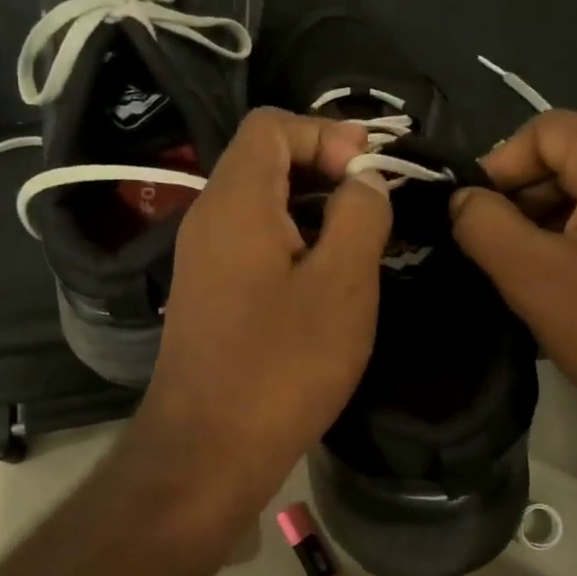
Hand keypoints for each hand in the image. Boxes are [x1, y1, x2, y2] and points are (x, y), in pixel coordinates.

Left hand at [136, 108, 392, 506]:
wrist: (207, 450)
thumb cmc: (282, 364)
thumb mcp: (342, 284)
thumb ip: (360, 216)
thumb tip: (362, 179)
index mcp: (236, 200)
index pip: (272, 125)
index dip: (325, 132)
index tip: (367, 171)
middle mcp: (209, 216)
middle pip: (264, 158)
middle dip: (324, 166)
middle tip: (374, 202)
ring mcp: (202, 257)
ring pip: (260, 202)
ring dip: (312, 206)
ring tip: (361, 238)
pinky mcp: (209, 291)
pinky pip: (252, 240)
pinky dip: (293, 239)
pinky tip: (327, 278)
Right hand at [450, 111, 576, 468]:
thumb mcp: (533, 277)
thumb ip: (483, 225)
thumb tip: (464, 199)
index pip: (541, 132)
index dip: (497, 171)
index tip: (473, 222)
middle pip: (573, 156)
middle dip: (527, 200)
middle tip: (498, 254)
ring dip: (557, 222)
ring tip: (534, 275)